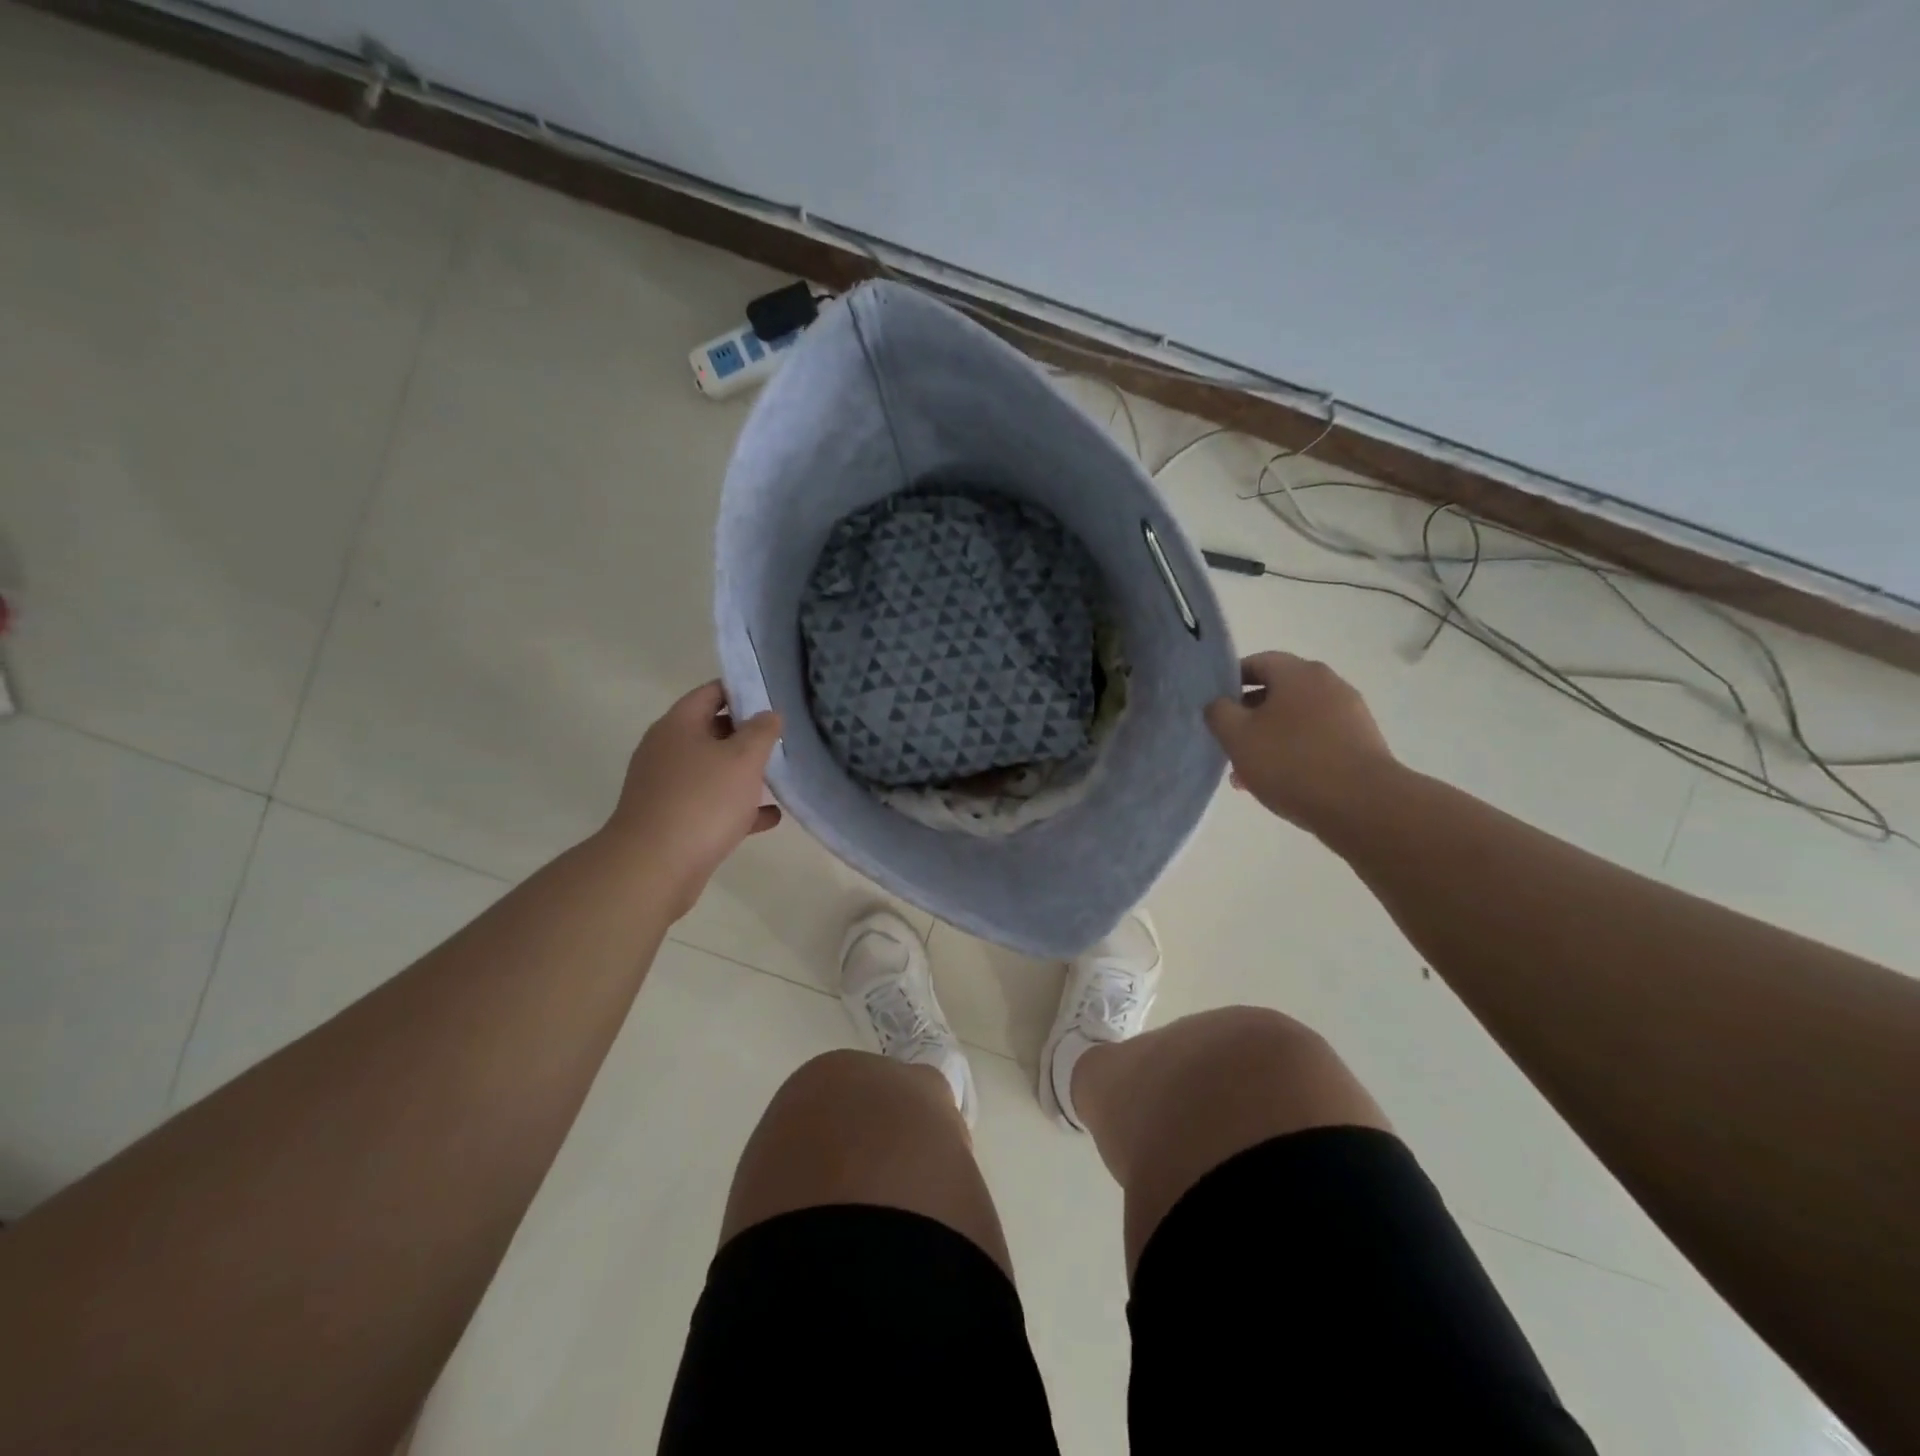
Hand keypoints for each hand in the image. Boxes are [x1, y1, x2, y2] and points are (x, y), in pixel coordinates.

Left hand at [604, 681, 782, 918]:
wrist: (654, 868)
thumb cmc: (702, 801)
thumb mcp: (743, 758)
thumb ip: (761, 731)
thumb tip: (768, 714)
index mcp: (678, 726)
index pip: (711, 692)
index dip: (742, 690)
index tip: (773, 696)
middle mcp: (667, 751)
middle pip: (711, 731)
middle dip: (747, 733)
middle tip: (783, 736)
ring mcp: (667, 788)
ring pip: (713, 770)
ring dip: (744, 773)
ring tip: (781, 775)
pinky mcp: (673, 820)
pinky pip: (712, 805)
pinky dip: (738, 807)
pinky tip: (770, 816)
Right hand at [1203, 651, 1398, 835]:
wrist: (1363, 805)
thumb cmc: (1291, 762)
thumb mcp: (1237, 736)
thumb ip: (1218, 713)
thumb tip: (1219, 703)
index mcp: (1298, 673)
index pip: (1257, 662)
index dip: (1230, 681)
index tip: (1213, 707)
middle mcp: (1328, 684)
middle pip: (1277, 692)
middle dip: (1248, 717)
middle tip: (1229, 744)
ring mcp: (1349, 713)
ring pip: (1295, 720)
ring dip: (1270, 740)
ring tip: (1249, 774)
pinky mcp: (1361, 743)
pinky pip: (1317, 740)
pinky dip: (1295, 754)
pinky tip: (1281, 783)